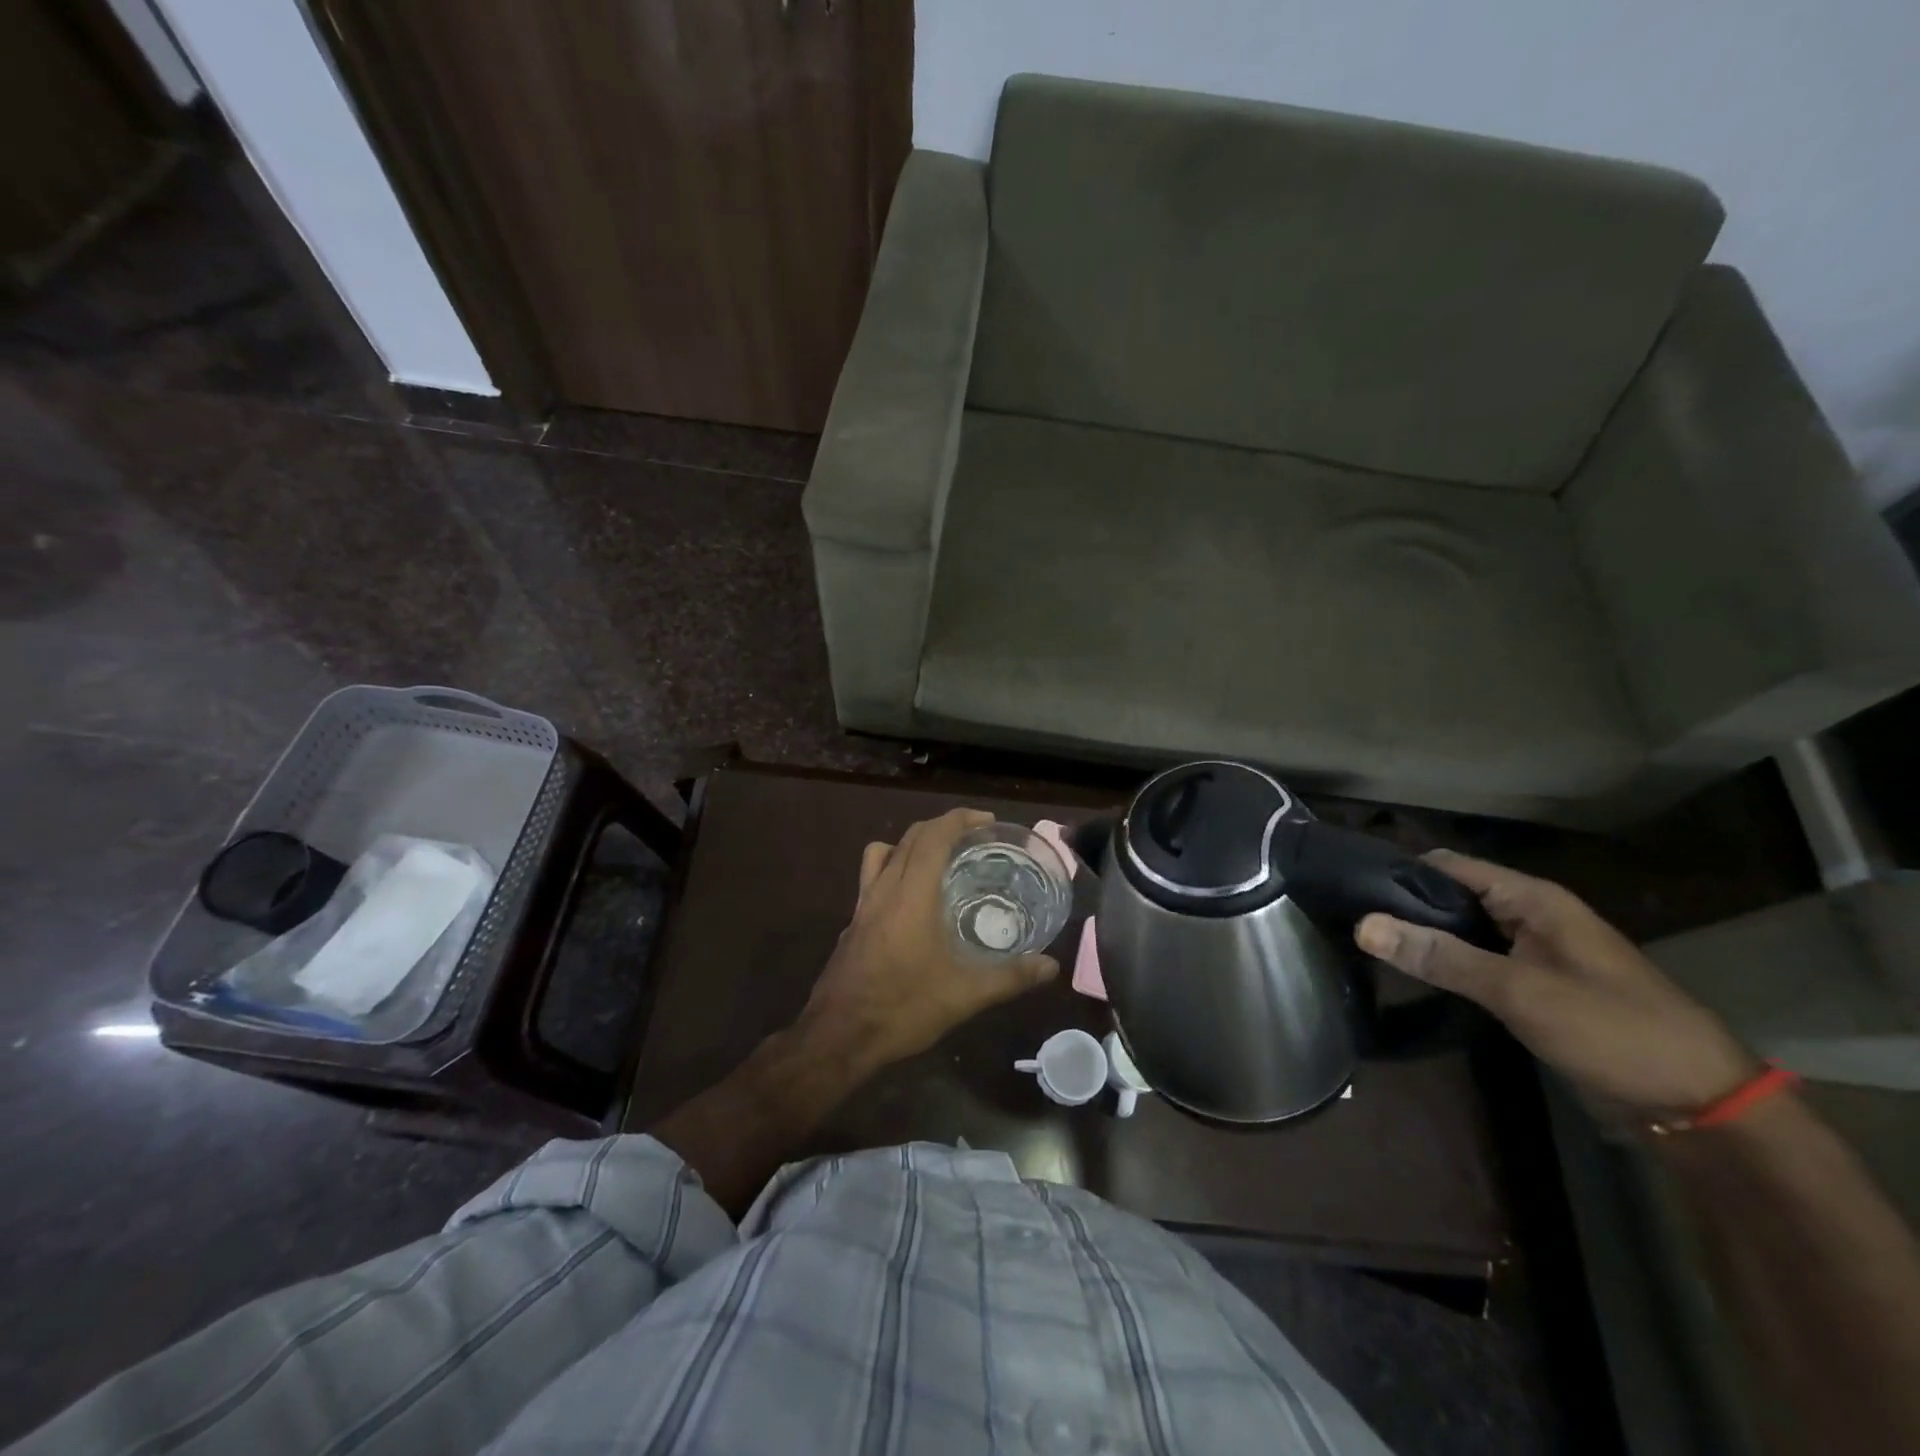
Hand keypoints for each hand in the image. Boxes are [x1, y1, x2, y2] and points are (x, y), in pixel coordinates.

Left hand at [797, 808, 1058, 1072]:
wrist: (838, 1036)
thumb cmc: (902, 1008)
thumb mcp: (964, 995)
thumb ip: (1010, 977)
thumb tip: (1050, 966)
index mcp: (911, 894)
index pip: (933, 836)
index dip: (959, 819)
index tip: (986, 821)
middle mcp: (884, 889)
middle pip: (909, 838)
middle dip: (941, 827)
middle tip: (973, 838)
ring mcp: (862, 906)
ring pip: (882, 853)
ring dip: (910, 844)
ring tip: (938, 861)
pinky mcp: (852, 924)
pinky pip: (872, 879)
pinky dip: (893, 871)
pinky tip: (911, 903)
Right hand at [1355, 851, 1759, 1118]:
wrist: (1699, 1102)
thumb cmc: (1611, 1029)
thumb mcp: (1518, 991)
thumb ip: (1440, 957)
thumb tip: (1364, 925)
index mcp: (1532, 899)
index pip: (1447, 866)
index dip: (1400, 872)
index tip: (1350, 889)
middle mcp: (1530, 914)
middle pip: (1452, 895)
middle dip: (1405, 907)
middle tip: (1350, 923)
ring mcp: (1535, 949)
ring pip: (1463, 929)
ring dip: (1425, 937)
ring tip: (1370, 948)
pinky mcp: (1536, 982)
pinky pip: (1479, 959)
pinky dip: (1448, 963)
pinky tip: (1416, 977)